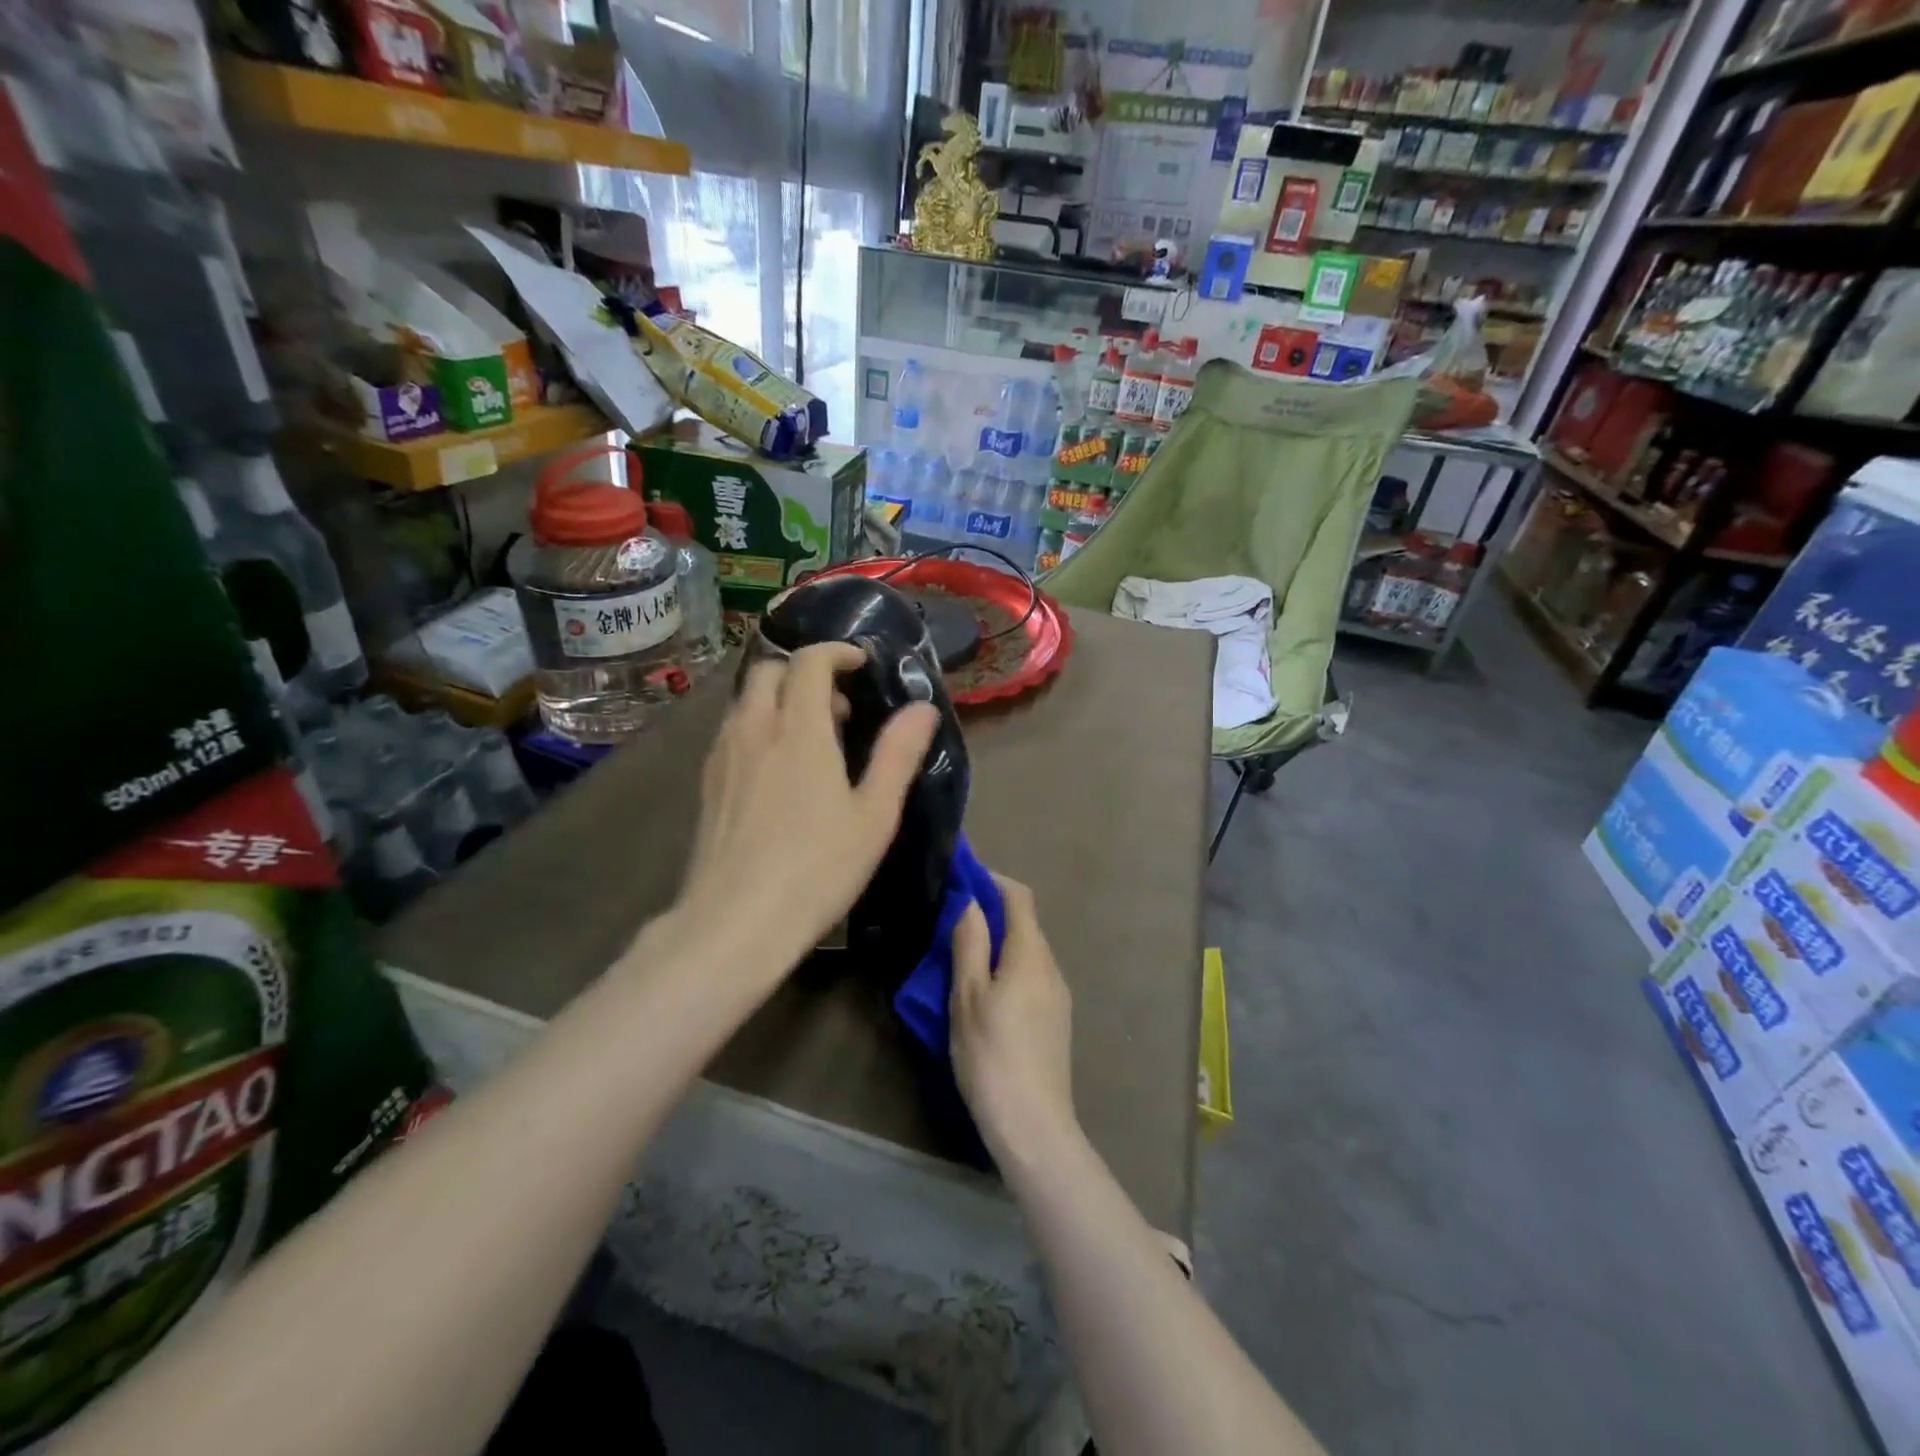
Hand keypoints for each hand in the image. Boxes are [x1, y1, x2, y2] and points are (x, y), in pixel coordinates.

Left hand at [676, 642, 938, 976]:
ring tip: (812, 741)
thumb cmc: (816, 870)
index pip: (809, 661)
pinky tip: (778, 771)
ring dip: (781, 700)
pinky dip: (759, 726)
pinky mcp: (707, 782)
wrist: (734, 923)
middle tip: (839, 709)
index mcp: (798, 730)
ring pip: (747, 700)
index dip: (837, 652)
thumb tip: (923, 708)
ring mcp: (723, 755)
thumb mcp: (874, 816)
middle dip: (806, 673)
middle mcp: (754, 729)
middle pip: (769, 670)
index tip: (862, 665)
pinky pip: (732, 730)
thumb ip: (898, 755)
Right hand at [950, 874, 1079, 1167]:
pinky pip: (1031, 976)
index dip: (991, 881)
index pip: (1018, 897)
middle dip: (991, 913)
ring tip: (961, 957)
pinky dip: (1008, 968)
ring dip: (998, 943)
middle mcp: (1051, 966)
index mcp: (1030, 954)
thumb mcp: (967, 997)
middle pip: (1024, 923)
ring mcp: (1058, 995)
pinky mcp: (1056, 1020)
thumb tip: (970, 900)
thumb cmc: (992, 1056)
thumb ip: (969, 944)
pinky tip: (984, 993)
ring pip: (1027, 952)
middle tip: (951, 922)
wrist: (1034, 1125)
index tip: (961, 880)